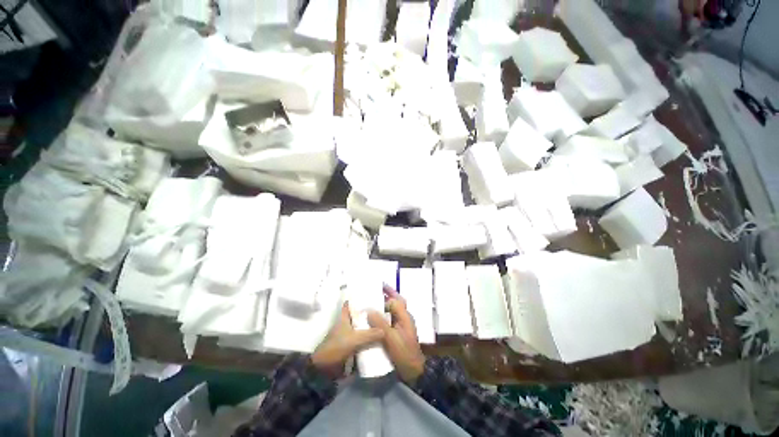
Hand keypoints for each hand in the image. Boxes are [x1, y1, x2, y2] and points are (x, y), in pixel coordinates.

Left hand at [312, 302, 384, 379]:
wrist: (325, 370)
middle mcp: (345, 325)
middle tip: (382, 312)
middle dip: (368, 315)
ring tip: (384, 325)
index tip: (369, 296)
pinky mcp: (350, 348)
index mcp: (343, 319)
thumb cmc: (336, 348)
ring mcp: (348, 337)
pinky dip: (368, 340)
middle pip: (358, 317)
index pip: (349, 305)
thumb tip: (384, 330)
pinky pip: (361, 341)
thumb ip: (370, 334)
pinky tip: (379, 340)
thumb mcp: (354, 339)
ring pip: (361, 329)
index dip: (357, 300)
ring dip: (370, 328)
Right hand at [367, 286, 425, 384]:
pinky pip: (389, 319)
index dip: (384, 299)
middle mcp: (403, 318)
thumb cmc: (403, 353)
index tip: (373, 297)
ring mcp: (401, 325)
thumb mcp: (390, 338)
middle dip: (387, 294)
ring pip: (392, 310)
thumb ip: (380, 323)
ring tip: (371, 301)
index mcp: (404, 316)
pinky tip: (374, 318)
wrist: (412, 371)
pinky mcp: (397, 332)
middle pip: (396, 302)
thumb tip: (369, 310)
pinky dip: (383, 315)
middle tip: (375, 288)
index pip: (395, 301)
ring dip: (384, 304)